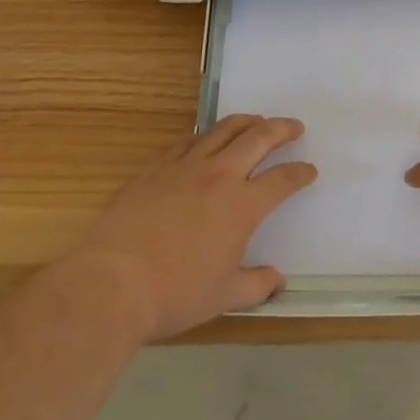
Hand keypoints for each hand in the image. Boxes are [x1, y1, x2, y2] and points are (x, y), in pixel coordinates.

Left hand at [75, 115, 315, 340]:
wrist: (110, 284)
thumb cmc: (174, 294)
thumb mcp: (223, 297)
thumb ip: (255, 285)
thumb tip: (277, 280)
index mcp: (242, 206)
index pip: (282, 180)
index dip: (300, 173)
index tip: (309, 171)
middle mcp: (218, 176)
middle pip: (258, 138)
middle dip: (281, 129)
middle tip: (294, 127)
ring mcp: (183, 167)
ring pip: (222, 130)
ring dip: (246, 122)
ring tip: (256, 122)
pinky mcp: (154, 169)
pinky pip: (187, 142)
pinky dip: (206, 136)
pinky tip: (206, 141)